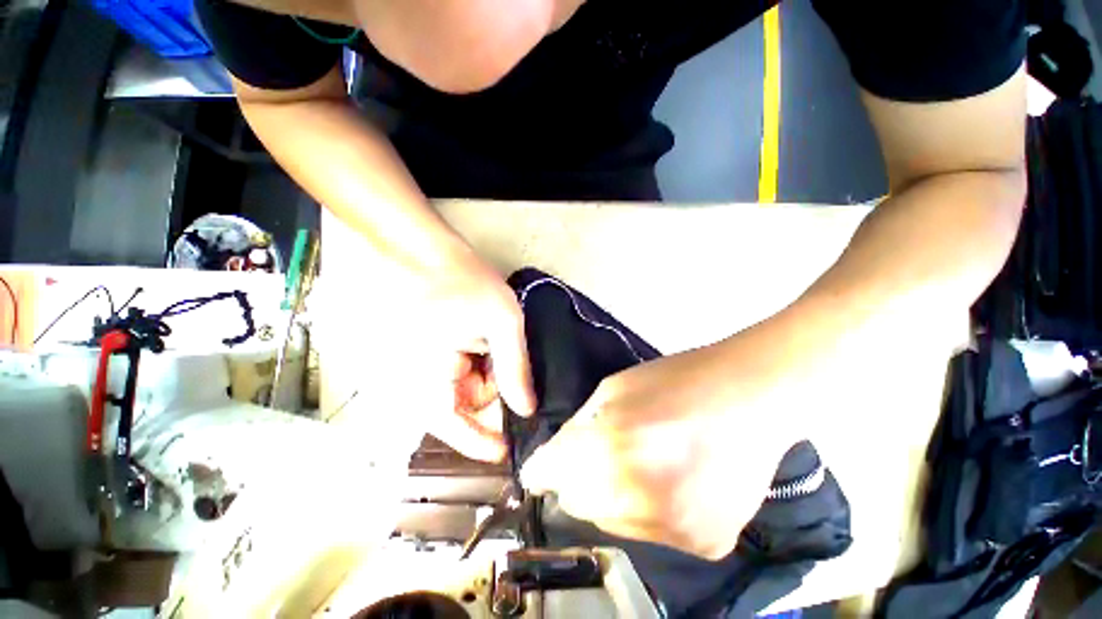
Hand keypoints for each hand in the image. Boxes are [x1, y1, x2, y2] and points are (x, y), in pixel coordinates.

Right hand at [349, 242, 536, 462]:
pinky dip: (476, 366)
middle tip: (511, 370)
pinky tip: (485, 346)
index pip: (454, 430)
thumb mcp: (501, 322)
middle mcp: (415, 381)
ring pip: (461, 391)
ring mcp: (418, 367)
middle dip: (492, 394)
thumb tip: (525, 409)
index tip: (510, 450)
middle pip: (462, 409)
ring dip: (486, 377)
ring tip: (494, 346)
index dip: (483, 443)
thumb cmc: (464, 281)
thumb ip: (515, 367)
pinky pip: (454, 374)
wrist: (427, 250)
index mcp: (426, 379)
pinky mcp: (425, 355)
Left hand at [521, 338, 800, 559]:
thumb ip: (580, 425)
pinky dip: (651, 510)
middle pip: (576, 504)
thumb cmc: (673, 381)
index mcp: (606, 447)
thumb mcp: (613, 389)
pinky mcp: (706, 545)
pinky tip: (676, 480)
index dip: (543, 469)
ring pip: (613, 522)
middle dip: (578, 480)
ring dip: (614, 497)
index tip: (544, 468)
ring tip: (645, 463)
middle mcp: (634, 497)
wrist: (748, 398)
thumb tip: (558, 458)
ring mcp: (672, 529)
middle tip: (603, 455)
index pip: (546, 475)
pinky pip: (653, 532)